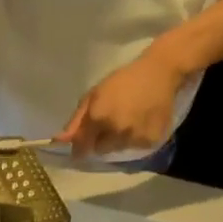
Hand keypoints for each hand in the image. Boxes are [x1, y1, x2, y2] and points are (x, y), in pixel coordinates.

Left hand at [57, 50, 193, 156]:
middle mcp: (116, 130)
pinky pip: (136, 147)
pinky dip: (136, 139)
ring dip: (118, 140)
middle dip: (100, 140)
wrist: (162, 71)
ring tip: (128, 120)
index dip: (80, 148)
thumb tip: (60, 141)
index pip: (82, 147)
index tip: (80, 146)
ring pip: (118, 150)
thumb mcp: (94, 94)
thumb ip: (77, 120)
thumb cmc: (124, 80)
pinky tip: (141, 122)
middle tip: (111, 122)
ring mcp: (135, 137)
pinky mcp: (150, 140)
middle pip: (100, 150)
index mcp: (99, 117)